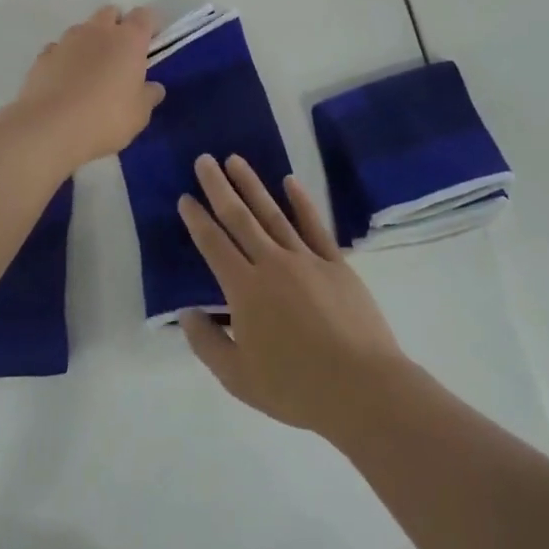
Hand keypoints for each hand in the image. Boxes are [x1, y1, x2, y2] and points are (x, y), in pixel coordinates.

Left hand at [11, 6, 163, 168]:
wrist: (49, 128)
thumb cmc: (105, 118)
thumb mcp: (139, 114)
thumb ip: (148, 96)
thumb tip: (154, 87)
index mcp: (129, 40)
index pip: (144, 16)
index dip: (149, 26)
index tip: (150, 44)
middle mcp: (98, 31)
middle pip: (111, 13)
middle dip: (117, 26)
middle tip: (121, 56)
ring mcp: (67, 40)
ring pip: (83, 29)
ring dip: (90, 42)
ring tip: (91, 71)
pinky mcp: (43, 56)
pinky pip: (59, 48)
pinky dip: (65, 58)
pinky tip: (65, 81)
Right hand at [177, 155, 407, 437]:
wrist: (362, 388)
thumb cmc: (296, 388)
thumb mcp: (238, 378)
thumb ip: (207, 343)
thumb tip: (186, 312)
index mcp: (245, 289)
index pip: (214, 245)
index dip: (197, 220)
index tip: (186, 197)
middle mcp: (272, 263)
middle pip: (239, 218)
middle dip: (219, 187)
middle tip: (204, 160)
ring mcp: (306, 259)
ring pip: (273, 213)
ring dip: (252, 185)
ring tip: (235, 160)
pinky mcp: (336, 264)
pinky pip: (314, 225)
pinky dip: (301, 202)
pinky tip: (290, 182)